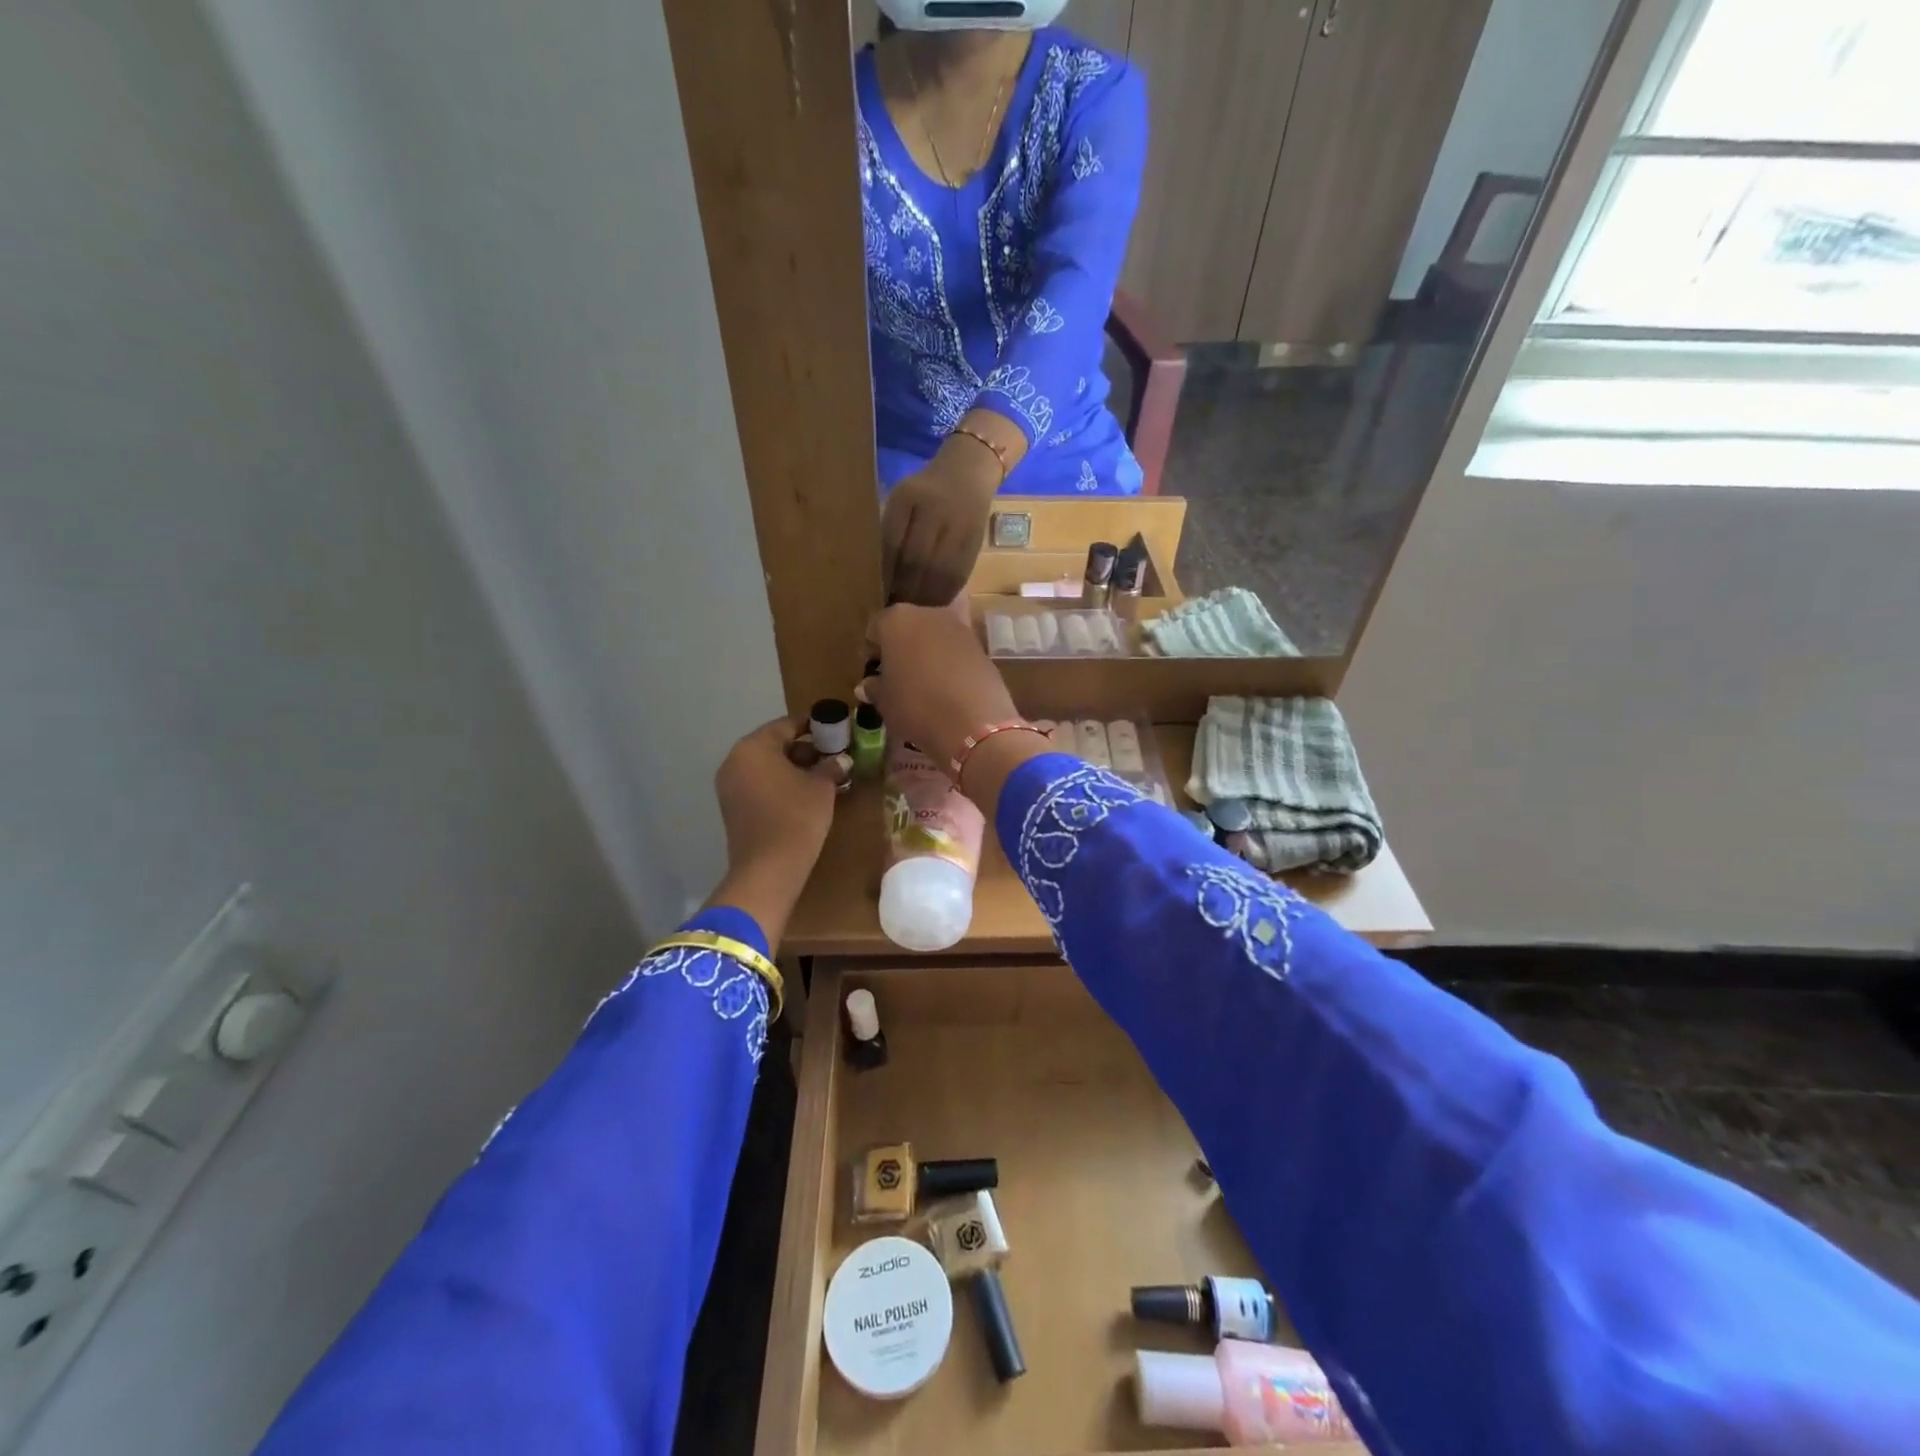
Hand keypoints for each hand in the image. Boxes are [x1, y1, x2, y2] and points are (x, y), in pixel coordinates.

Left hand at [708, 717, 840, 947]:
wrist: (768, 870)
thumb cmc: (796, 817)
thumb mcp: (821, 787)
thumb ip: (831, 765)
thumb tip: (841, 759)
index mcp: (753, 747)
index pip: (787, 725)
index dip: (815, 727)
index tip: (837, 731)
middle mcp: (735, 761)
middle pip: (774, 745)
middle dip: (805, 749)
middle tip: (834, 756)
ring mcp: (730, 786)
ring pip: (767, 767)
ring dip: (794, 768)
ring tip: (825, 777)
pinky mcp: (733, 808)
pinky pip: (760, 785)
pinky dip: (781, 785)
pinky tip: (806, 795)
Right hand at [865, 602, 1018, 775]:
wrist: (973, 723)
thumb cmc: (916, 706)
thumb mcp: (885, 702)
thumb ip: (874, 687)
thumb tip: (868, 685)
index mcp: (896, 620)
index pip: (875, 629)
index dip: (872, 652)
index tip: (874, 674)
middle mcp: (928, 613)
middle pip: (908, 627)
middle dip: (902, 648)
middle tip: (898, 678)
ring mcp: (959, 627)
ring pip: (934, 637)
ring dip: (928, 654)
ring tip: (925, 685)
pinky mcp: (982, 646)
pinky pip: (956, 651)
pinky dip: (950, 664)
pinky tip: (948, 689)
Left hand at [880, 445, 1000, 605]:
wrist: (969, 472)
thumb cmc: (924, 491)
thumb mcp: (901, 500)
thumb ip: (890, 532)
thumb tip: (878, 579)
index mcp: (908, 496)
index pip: (892, 543)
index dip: (884, 574)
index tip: (876, 595)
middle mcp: (936, 509)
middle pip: (916, 560)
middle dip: (903, 590)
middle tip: (893, 610)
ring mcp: (959, 525)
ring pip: (939, 572)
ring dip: (925, 598)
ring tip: (913, 613)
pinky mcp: (976, 541)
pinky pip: (959, 575)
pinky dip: (945, 594)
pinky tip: (934, 604)